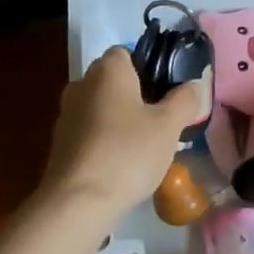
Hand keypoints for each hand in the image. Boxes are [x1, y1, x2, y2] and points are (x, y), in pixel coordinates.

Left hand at [38, 48, 206, 228]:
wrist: (79, 200)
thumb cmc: (128, 153)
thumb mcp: (169, 126)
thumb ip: (185, 100)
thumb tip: (194, 85)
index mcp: (107, 71)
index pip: (126, 53)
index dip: (149, 68)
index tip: (167, 92)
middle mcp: (81, 84)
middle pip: (113, 82)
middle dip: (136, 97)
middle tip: (161, 122)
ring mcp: (66, 115)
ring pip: (101, 109)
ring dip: (120, 121)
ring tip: (145, 148)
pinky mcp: (60, 144)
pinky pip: (89, 133)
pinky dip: (105, 142)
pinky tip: (121, 166)